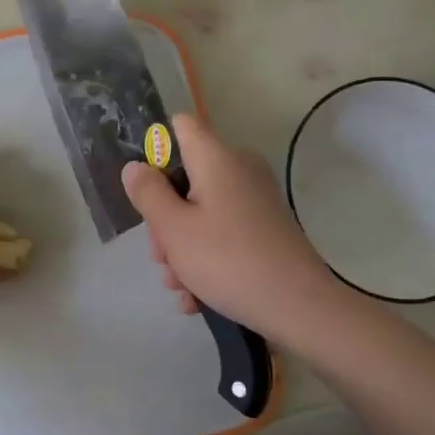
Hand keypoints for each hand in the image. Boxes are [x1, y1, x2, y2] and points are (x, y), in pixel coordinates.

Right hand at [122, 113, 334, 335]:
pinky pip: (223, 235)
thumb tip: (135, 166)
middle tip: (162, 256)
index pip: (181, 126)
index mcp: (217, 159)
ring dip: (182, 248)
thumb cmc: (227, 260)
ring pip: (201, 213)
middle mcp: (239, 171)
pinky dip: (206, 261)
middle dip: (165, 219)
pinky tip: (197, 298)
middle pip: (186, 180)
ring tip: (180, 287)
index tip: (144, 188)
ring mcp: (255, 202)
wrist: (298, 307)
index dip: (155, 148)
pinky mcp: (264, 230)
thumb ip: (148, 193)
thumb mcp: (173, 229)